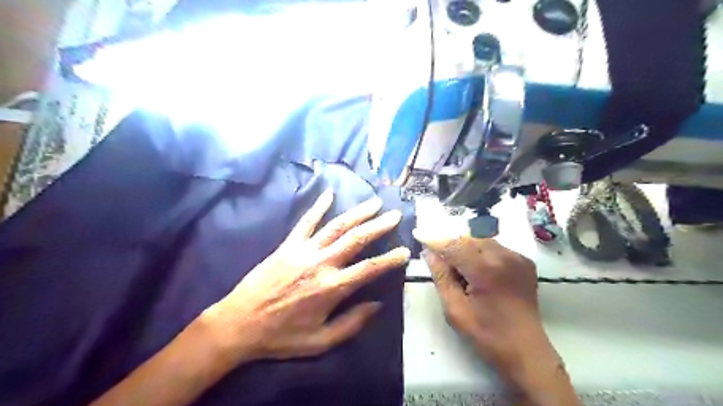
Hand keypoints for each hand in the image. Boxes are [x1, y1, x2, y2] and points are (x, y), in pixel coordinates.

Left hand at [203, 190, 412, 363]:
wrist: (239, 323)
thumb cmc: (281, 336)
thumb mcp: (320, 341)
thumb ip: (351, 324)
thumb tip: (377, 306)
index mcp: (331, 288)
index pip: (369, 269)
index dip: (390, 259)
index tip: (405, 250)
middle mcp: (321, 263)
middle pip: (356, 239)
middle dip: (378, 225)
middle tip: (395, 215)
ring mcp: (303, 250)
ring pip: (336, 226)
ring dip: (357, 213)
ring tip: (374, 202)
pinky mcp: (288, 245)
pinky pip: (306, 222)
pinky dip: (318, 207)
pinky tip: (329, 193)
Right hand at [413, 235, 541, 370]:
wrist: (526, 351)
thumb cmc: (487, 335)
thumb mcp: (455, 310)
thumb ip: (441, 277)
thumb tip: (429, 253)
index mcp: (485, 270)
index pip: (453, 246)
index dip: (435, 240)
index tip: (419, 234)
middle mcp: (503, 256)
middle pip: (468, 240)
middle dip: (451, 246)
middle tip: (440, 261)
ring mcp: (517, 258)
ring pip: (481, 241)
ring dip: (466, 249)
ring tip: (461, 270)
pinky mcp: (525, 262)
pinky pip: (496, 248)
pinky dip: (482, 253)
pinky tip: (478, 271)